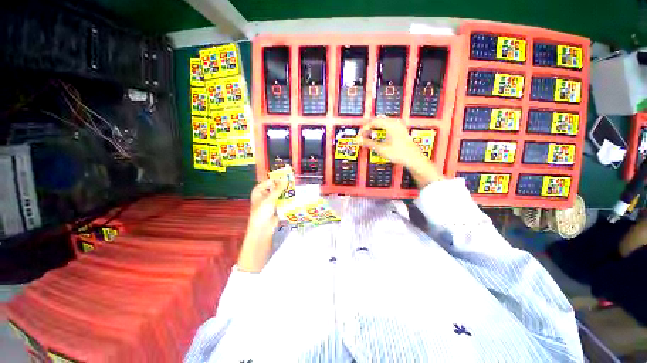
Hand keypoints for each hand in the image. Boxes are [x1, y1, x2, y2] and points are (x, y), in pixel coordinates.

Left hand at [238, 178, 286, 272]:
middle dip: (284, 186)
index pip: (271, 181)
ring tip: (296, 189)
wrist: (263, 228)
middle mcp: (265, 194)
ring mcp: (271, 200)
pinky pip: (283, 200)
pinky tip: (294, 197)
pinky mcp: (277, 206)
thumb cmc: (262, 212)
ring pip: (281, 194)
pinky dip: (288, 199)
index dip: (279, 179)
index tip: (289, 178)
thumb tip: (285, 178)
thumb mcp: (270, 198)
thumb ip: (279, 188)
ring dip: (287, 192)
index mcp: (259, 190)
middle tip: (294, 183)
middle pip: (276, 187)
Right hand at [359, 118, 426, 168]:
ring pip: (382, 123)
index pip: (373, 122)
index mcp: (390, 124)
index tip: (359, 136)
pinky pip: (387, 126)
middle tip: (362, 136)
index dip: (364, 129)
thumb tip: (360, 140)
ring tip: (368, 137)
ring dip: (374, 129)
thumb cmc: (400, 153)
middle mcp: (395, 123)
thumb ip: (368, 143)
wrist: (413, 159)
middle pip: (377, 121)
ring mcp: (399, 126)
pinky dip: (380, 130)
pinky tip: (378, 137)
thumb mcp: (381, 149)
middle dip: (368, 128)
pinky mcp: (400, 130)